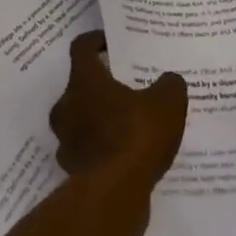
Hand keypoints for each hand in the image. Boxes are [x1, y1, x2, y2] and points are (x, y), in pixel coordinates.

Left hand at [48, 32, 187, 186]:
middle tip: (128, 88)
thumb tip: (169, 80)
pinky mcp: (73, 169)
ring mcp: (66, 140)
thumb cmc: (136, 136)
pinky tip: (128, 156)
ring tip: (130, 124)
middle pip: (80, 86)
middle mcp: (66, 106)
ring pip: (82, 120)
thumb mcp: (167, 103)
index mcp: (83, 81)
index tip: (111, 43)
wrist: (114, 194)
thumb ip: (169, 85)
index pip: (81, 47)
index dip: (96, 41)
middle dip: (102, 86)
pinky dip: (104, 149)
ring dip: (101, 119)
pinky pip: (89, 150)